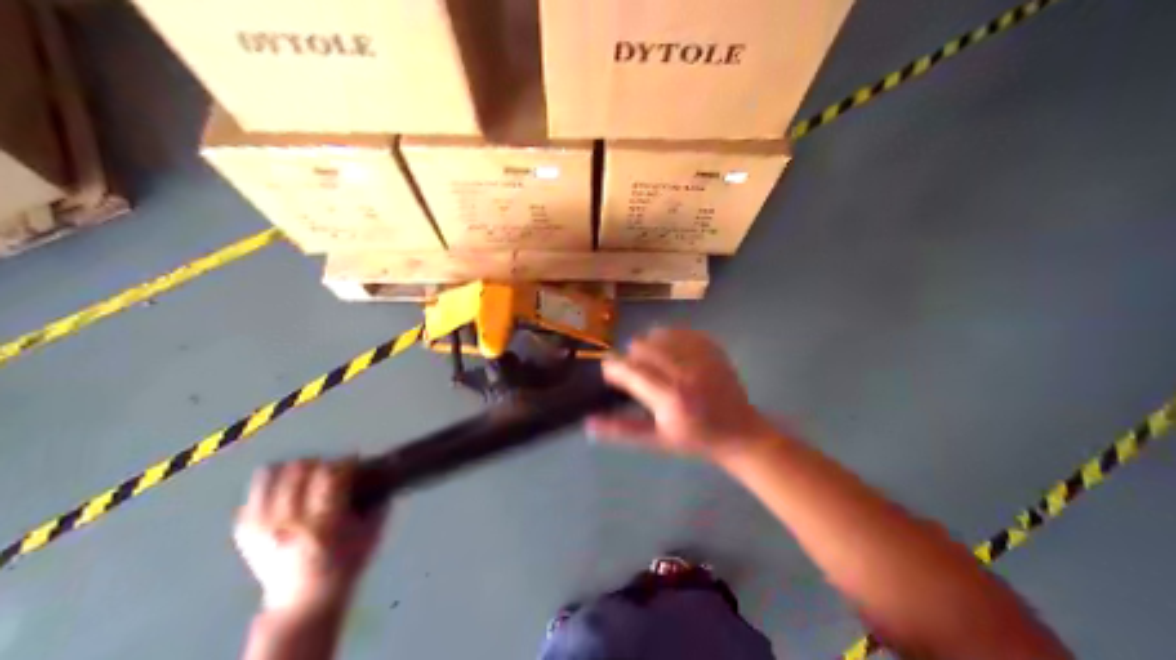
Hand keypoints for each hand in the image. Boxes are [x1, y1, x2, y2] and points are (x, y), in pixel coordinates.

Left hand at [235, 458, 388, 613]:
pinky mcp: (244, 528)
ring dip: (295, 469)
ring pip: (273, 472)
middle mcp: (287, 523)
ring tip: (307, 476)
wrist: (301, 602)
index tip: (355, 463)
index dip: (345, 463)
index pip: (330, 475)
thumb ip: (378, 505)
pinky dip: (276, 485)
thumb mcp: (370, 537)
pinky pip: (257, 489)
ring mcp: (260, 526)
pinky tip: (289, 494)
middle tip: (333, 470)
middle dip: (321, 463)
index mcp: (321, 526)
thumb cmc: (343, 568)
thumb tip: (383, 477)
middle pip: (300, 469)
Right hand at [589, 331, 772, 462]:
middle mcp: (685, 372)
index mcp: (670, 398)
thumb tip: (588, 423)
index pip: (629, 370)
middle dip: (630, 358)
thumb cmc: (694, 439)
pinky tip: (671, 356)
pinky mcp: (711, 346)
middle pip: (641, 346)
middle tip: (635, 375)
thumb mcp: (656, 440)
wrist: (739, 430)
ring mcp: (701, 356)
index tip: (609, 373)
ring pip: (657, 334)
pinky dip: (668, 340)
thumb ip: (621, 429)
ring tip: (653, 365)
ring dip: (648, 346)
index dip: (612, 368)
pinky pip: (678, 331)